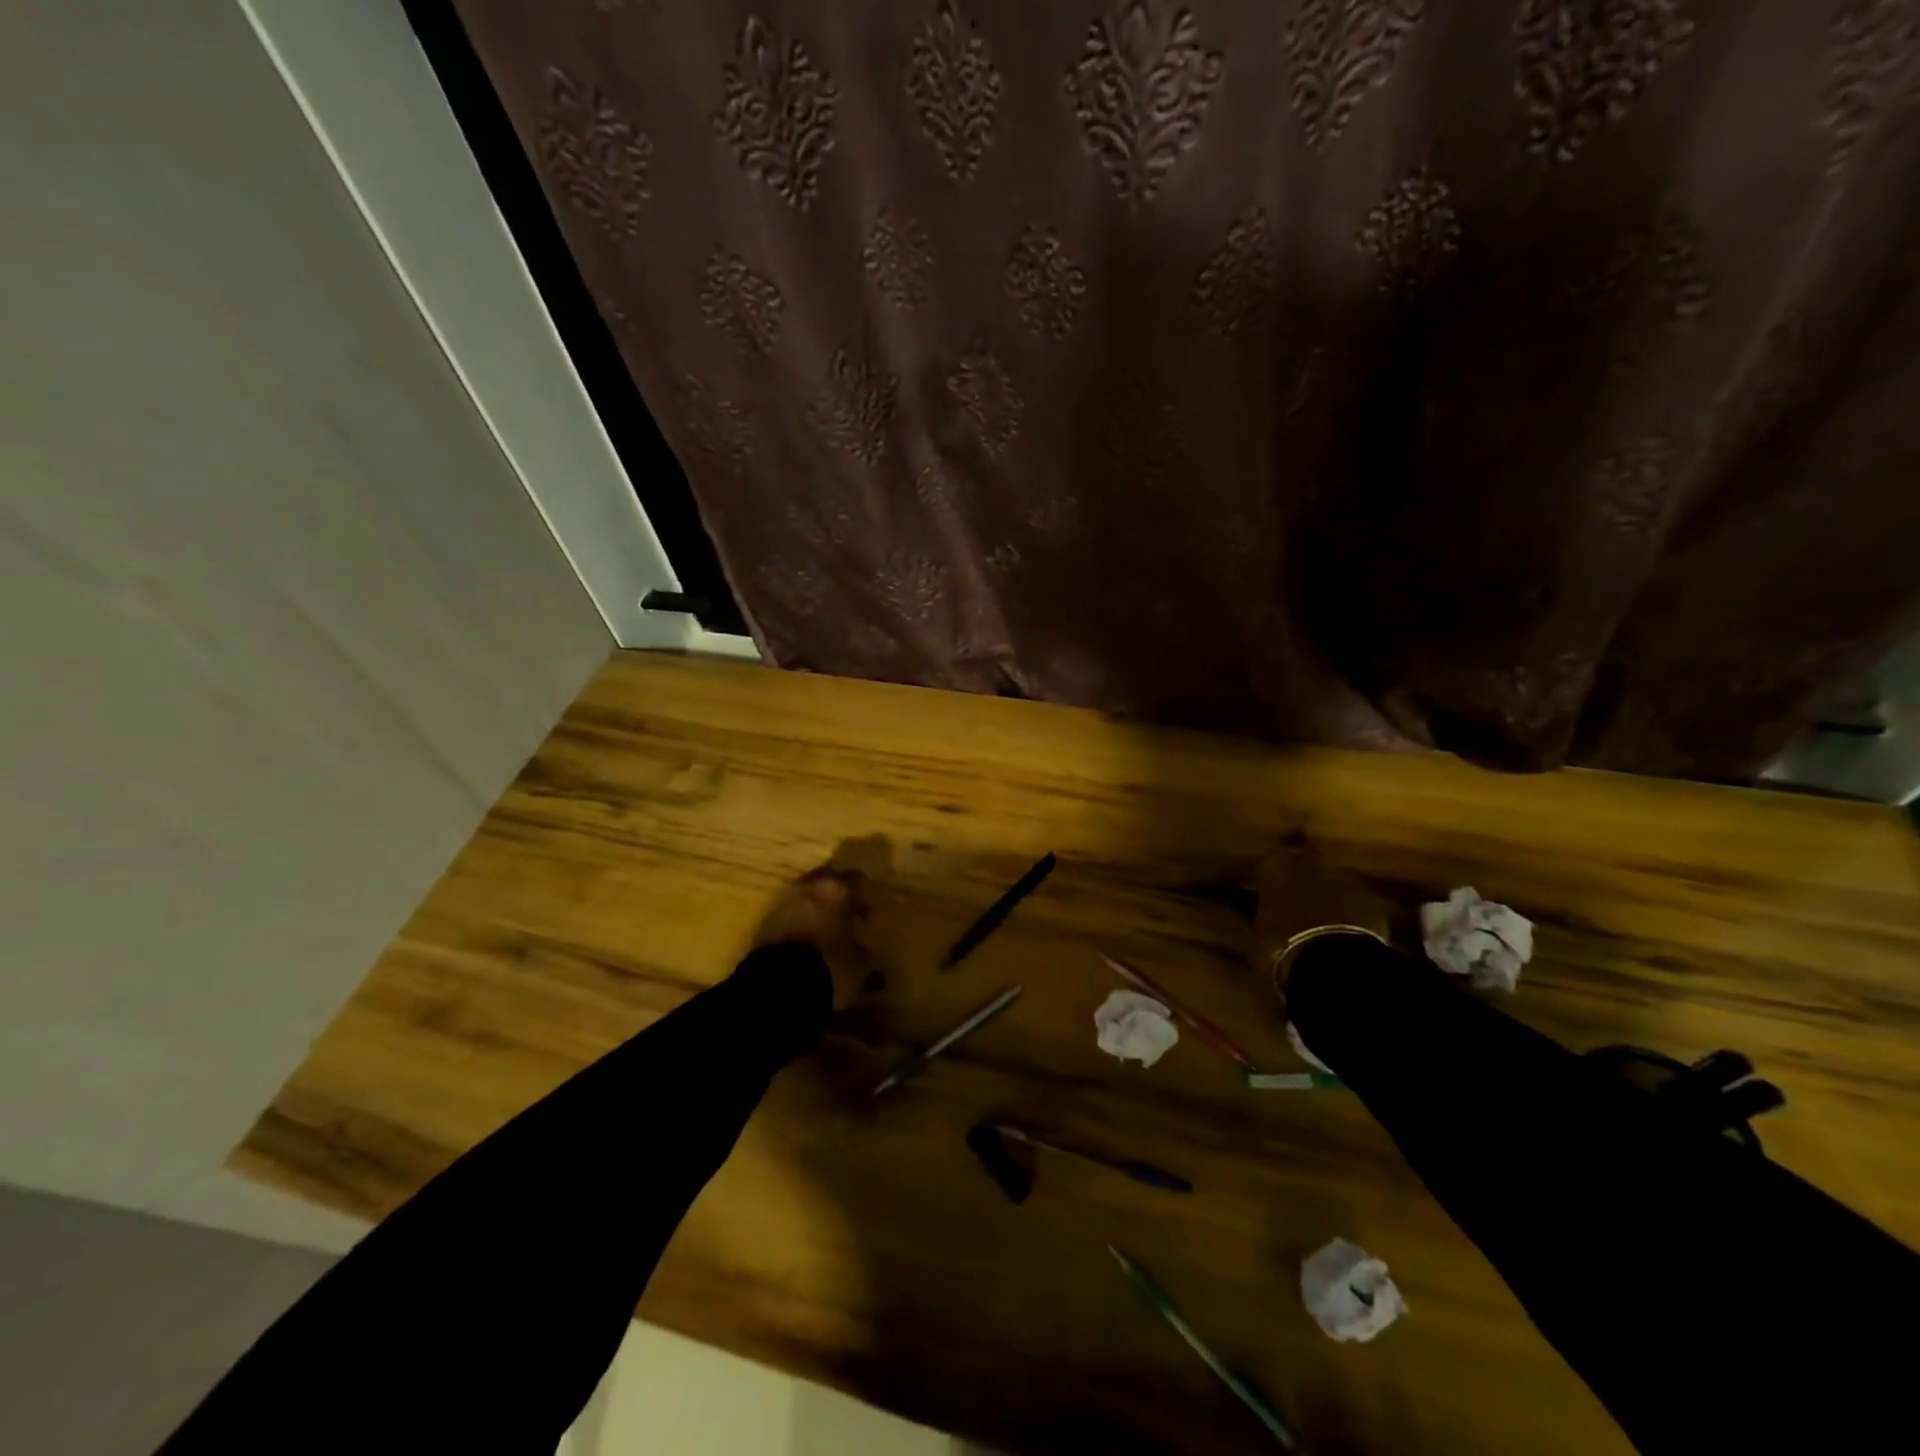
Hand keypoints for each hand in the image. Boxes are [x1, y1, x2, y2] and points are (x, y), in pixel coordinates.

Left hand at [754, 867, 872, 1009]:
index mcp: (835, 889)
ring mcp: (784, 902)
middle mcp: (808, 888)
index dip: (864, 893)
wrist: (779, 986)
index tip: (869, 907)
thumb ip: (862, 943)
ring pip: (805, 896)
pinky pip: (790, 913)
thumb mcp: (860, 960)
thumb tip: (862, 941)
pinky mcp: (766, 922)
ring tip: (826, 929)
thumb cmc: (829, 966)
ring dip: (816, 907)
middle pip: (826, 881)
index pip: (855, 878)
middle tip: (847, 914)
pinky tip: (807, 940)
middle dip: (836, 894)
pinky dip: (800, 921)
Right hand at [1253, 844, 1391, 992]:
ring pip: (1335, 882)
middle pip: (1307, 865)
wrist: (1333, 964)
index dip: (1271, 883)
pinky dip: (1353, 916)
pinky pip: (1358, 904)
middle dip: (1305, 881)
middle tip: (1299, 906)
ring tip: (1325, 924)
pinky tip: (1346, 937)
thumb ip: (1264, 919)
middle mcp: (1310, 864)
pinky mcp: (1373, 901)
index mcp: (1275, 867)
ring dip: (1332, 897)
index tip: (1270, 898)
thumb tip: (1265, 922)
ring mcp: (1346, 879)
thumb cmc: (1280, 946)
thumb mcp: (1258, 936)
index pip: (1269, 865)